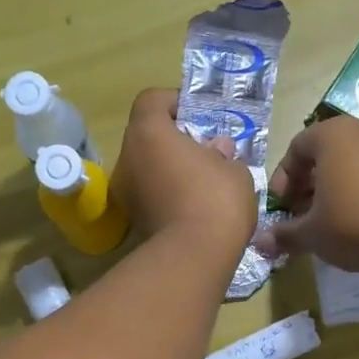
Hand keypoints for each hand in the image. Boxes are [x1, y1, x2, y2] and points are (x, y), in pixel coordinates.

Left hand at [112, 89, 256, 257]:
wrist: (194, 258)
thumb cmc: (215, 199)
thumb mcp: (233, 170)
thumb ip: (223, 154)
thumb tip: (217, 150)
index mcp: (148, 133)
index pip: (151, 100)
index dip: (174, 102)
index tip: (198, 117)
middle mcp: (127, 158)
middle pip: (147, 135)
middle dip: (173, 139)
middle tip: (204, 150)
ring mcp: (125, 192)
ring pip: (147, 166)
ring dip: (169, 168)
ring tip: (201, 180)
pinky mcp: (132, 220)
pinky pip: (149, 193)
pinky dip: (166, 192)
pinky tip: (193, 204)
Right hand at [257, 116, 358, 273]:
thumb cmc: (352, 223)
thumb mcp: (311, 233)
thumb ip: (284, 234)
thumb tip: (261, 242)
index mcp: (331, 134)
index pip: (296, 148)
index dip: (283, 178)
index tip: (281, 206)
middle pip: (323, 153)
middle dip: (307, 183)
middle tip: (300, 213)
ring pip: (348, 162)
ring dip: (331, 187)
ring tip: (325, 219)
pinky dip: (356, 189)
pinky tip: (353, 218)